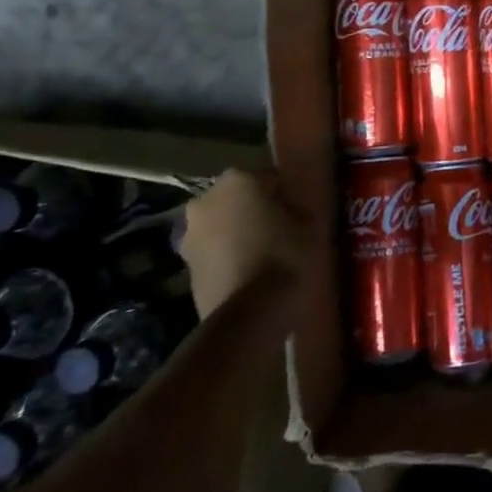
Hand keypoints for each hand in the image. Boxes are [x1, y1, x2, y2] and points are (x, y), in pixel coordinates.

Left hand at [176, 169, 304, 317]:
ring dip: (237, 233)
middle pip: (238, 198)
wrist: (247, 314)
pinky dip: (226, 257)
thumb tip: (289, 210)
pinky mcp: (185, 265)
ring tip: (262, 255)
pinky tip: (247, 273)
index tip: (296, 212)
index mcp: (238, 179)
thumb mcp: (307, 226)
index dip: (285, 195)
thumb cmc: (283, 256)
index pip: (269, 177)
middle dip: (254, 210)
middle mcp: (207, 198)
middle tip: (279, 230)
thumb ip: (296, 209)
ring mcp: (190, 232)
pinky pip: (213, 251)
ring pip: (222, 224)